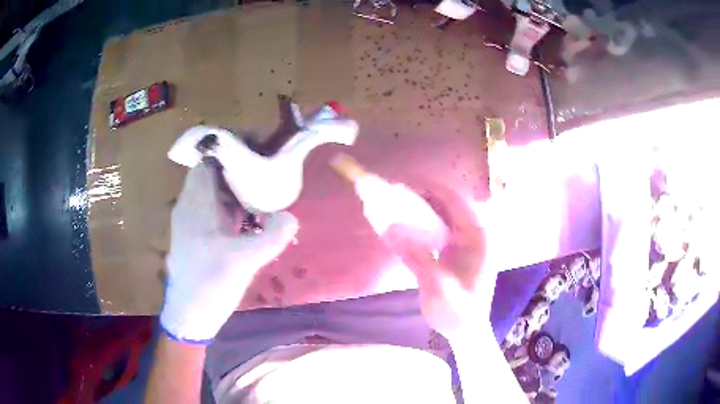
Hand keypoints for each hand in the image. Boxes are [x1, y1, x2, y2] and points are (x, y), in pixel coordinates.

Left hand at [160, 164, 298, 342]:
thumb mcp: (244, 261)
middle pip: (213, 175)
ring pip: (214, 194)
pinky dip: (232, 209)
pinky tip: (251, 221)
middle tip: (267, 171)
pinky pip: (215, 212)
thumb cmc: (210, 284)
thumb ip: (271, 237)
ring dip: (236, 191)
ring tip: (264, 192)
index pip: (208, 161)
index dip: (230, 150)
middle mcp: (190, 207)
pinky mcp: (197, 237)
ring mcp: (192, 222)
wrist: (189, 315)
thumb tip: (292, 217)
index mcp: (195, 204)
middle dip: (239, 169)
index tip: (257, 149)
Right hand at [382, 185, 490, 339]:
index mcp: (478, 235)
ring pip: (439, 216)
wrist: (464, 333)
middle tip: (390, 194)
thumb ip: (415, 254)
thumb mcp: (437, 285)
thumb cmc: (458, 312)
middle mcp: (473, 233)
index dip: (427, 188)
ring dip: (417, 209)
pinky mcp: (453, 252)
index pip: (454, 199)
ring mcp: (463, 242)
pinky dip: (418, 226)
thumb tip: (389, 224)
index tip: (400, 184)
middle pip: (445, 204)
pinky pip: (435, 231)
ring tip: (392, 205)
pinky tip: (400, 226)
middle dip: (419, 197)